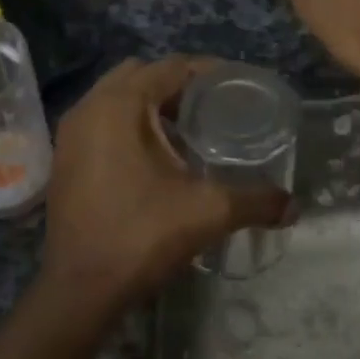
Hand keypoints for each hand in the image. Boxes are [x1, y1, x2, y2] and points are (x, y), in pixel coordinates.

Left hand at [41, 56, 289, 312]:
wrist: (80, 291)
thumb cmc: (141, 236)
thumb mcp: (208, 212)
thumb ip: (256, 201)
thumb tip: (294, 206)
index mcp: (120, 105)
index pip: (172, 67)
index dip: (209, 72)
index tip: (239, 87)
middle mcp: (90, 108)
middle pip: (142, 74)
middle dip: (179, 84)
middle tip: (215, 106)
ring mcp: (71, 133)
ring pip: (119, 97)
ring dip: (153, 104)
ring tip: (191, 128)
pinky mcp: (66, 158)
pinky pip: (104, 120)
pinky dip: (131, 123)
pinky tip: (159, 155)